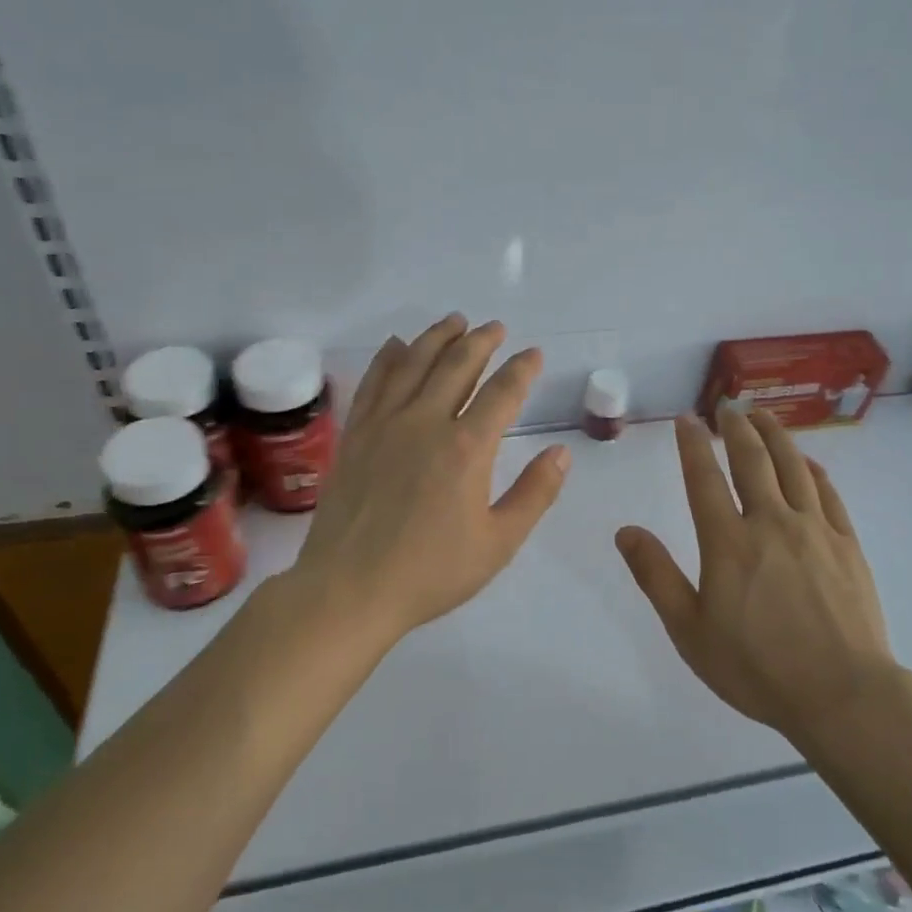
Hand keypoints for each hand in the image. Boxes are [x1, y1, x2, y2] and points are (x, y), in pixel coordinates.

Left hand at [290, 313, 569, 646]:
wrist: (349, 590)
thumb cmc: (430, 572)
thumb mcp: (498, 543)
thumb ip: (535, 494)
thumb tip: (562, 453)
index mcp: (467, 448)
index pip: (502, 392)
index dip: (522, 369)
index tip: (533, 354)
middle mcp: (426, 422)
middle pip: (457, 365)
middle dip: (480, 341)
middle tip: (495, 327)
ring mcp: (385, 424)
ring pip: (414, 363)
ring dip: (437, 337)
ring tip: (454, 321)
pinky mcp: (356, 434)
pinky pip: (374, 383)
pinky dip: (388, 359)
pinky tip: (396, 346)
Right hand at [615, 407, 891, 742]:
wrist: (843, 695)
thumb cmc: (757, 668)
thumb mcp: (690, 631)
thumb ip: (657, 576)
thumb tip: (625, 531)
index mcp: (729, 541)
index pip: (704, 477)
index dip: (693, 444)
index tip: (687, 419)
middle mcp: (771, 522)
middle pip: (752, 459)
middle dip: (736, 427)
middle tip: (728, 405)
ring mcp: (814, 529)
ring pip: (792, 466)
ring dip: (775, 435)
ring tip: (763, 416)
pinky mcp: (847, 544)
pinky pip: (827, 493)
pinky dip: (813, 470)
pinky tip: (807, 462)